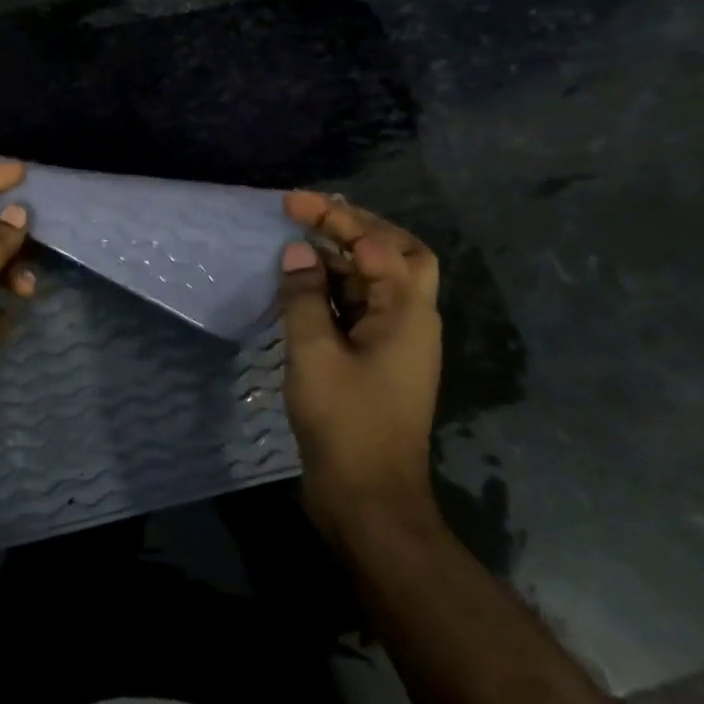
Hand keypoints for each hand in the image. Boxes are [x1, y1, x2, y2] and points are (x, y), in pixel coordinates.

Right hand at [277, 191, 442, 539]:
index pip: (376, 245)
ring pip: (380, 280)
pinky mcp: (379, 360)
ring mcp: (398, 342)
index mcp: (407, 313)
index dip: (334, 218)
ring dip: (346, 255)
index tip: (292, 204)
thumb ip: (303, 297)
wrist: (367, 499)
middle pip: (398, 254)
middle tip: (314, 214)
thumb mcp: (314, 353)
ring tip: (304, 239)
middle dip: (357, 227)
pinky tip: (306, 284)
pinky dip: (338, 287)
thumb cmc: (344, 422)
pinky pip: (363, 307)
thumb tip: (297, 253)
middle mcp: (412, 320)